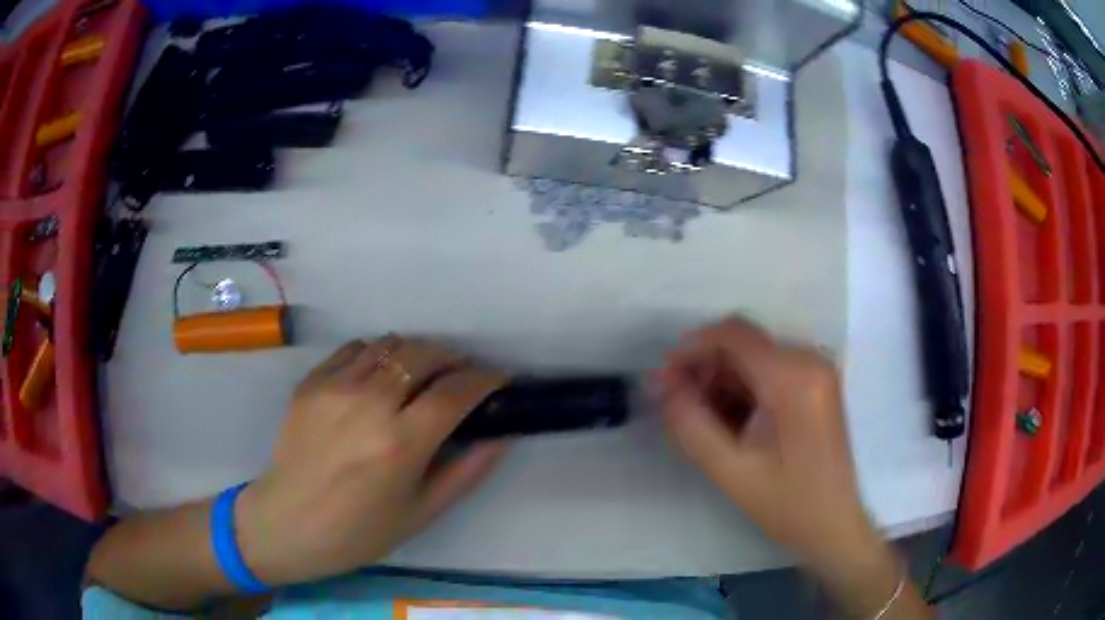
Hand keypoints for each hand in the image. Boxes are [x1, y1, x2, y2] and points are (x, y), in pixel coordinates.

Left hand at [236, 336, 509, 586]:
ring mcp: (334, 387)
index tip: (499, 380)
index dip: (485, 379)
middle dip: (453, 359)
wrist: (286, 523)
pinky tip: (379, 378)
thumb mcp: (421, 513)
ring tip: (421, 376)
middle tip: (461, 377)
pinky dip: (377, 355)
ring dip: (416, 354)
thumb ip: (467, 471)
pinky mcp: (310, 382)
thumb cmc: (358, 531)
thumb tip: (501, 436)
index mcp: (399, 444)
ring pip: (389, 344)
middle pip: (423, 355)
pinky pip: (354, 349)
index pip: (456, 392)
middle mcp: (368, 404)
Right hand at [656, 318, 926, 617]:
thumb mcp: (731, 470)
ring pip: (754, 359)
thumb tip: (664, 388)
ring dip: (721, 382)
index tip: (663, 379)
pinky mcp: (816, 386)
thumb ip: (692, 425)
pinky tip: (727, 423)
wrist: (836, 524)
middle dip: (704, 369)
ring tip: (698, 420)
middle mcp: (809, 361)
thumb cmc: (788, 503)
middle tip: (675, 404)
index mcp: (793, 376)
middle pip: (743, 345)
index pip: (734, 334)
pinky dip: (742, 391)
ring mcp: (816, 372)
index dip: (691, 347)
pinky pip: (769, 374)